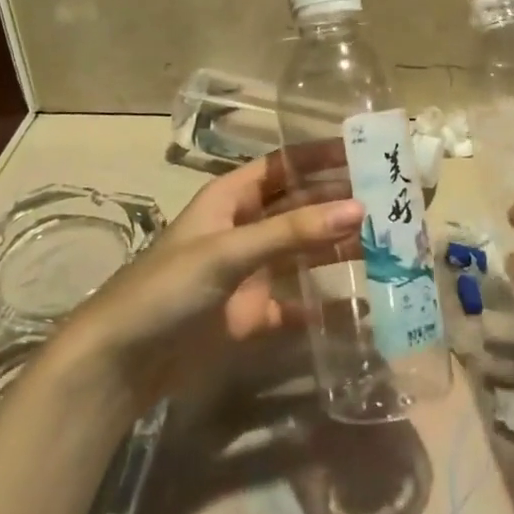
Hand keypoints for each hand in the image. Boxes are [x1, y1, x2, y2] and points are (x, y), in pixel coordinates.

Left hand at [53, 150, 362, 410]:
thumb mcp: (228, 252)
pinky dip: (326, 303)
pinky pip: (298, 302)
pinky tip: (361, 303)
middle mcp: (245, 228)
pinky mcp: (253, 314)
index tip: (366, 150)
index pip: (285, 165)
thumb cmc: (167, 288)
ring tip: (389, 243)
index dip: (322, 156)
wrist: (121, 363)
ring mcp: (250, 272)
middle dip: (340, 201)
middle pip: (301, 206)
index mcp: (232, 198)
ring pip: (304, 251)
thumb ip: (293, 232)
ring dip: (340, 247)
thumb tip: (359, 208)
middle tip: (392, 200)